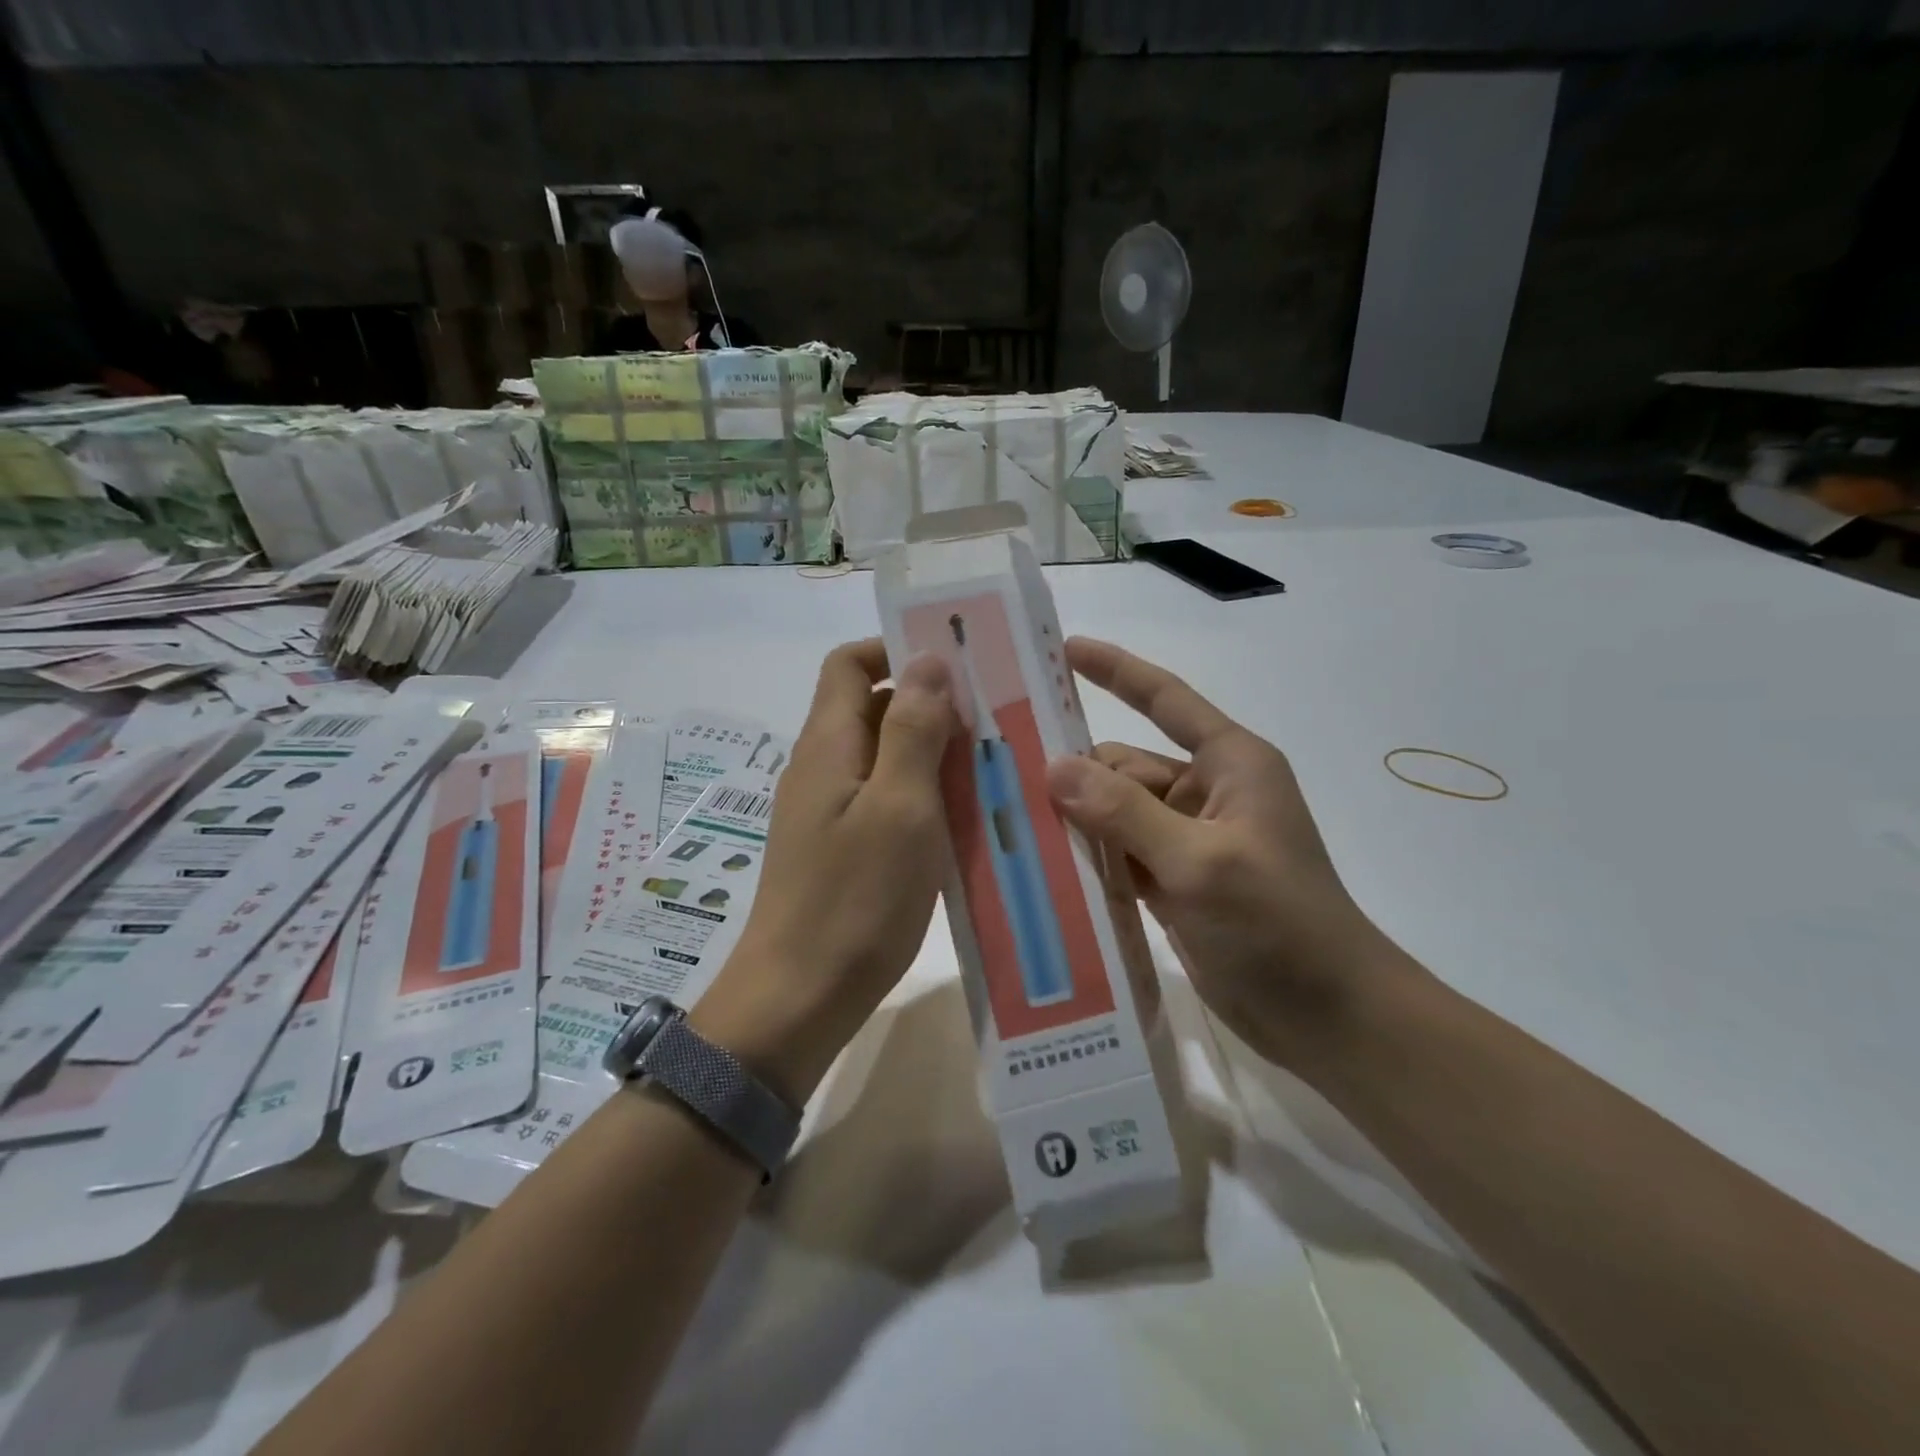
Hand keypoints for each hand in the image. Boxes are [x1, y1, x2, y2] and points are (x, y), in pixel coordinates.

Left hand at [695, 640, 956, 1102]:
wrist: (799, 998)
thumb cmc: (855, 899)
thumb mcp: (899, 807)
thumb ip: (912, 729)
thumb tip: (926, 658)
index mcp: (828, 743)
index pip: (850, 662)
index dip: (895, 647)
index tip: (956, 660)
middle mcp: (823, 767)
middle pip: (873, 706)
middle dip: (931, 702)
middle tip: (995, 716)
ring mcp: (830, 810)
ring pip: (886, 756)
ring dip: (934, 752)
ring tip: (995, 762)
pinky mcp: (842, 847)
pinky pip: (887, 799)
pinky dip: (925, 794)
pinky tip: (968, 816)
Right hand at [1046, 638, 1415, 1072]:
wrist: (1328, 1017)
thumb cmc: (1278, 924)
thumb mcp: (1199, 861)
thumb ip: (1124, 812)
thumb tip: (1054, 766)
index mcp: (1229, 764)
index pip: (1165, 700)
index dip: (1116, 670)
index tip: (1064, 649)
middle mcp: (1206, 792)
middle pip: (1125, 765)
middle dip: (1075, 770)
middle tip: (1003, 773)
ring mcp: (1188, 841)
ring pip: (1116, 813)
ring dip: (1076, 819)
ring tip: (1008, 819)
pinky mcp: (1174, 883)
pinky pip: (1119, 855)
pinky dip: (1088, 858)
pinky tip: (1041, 864)